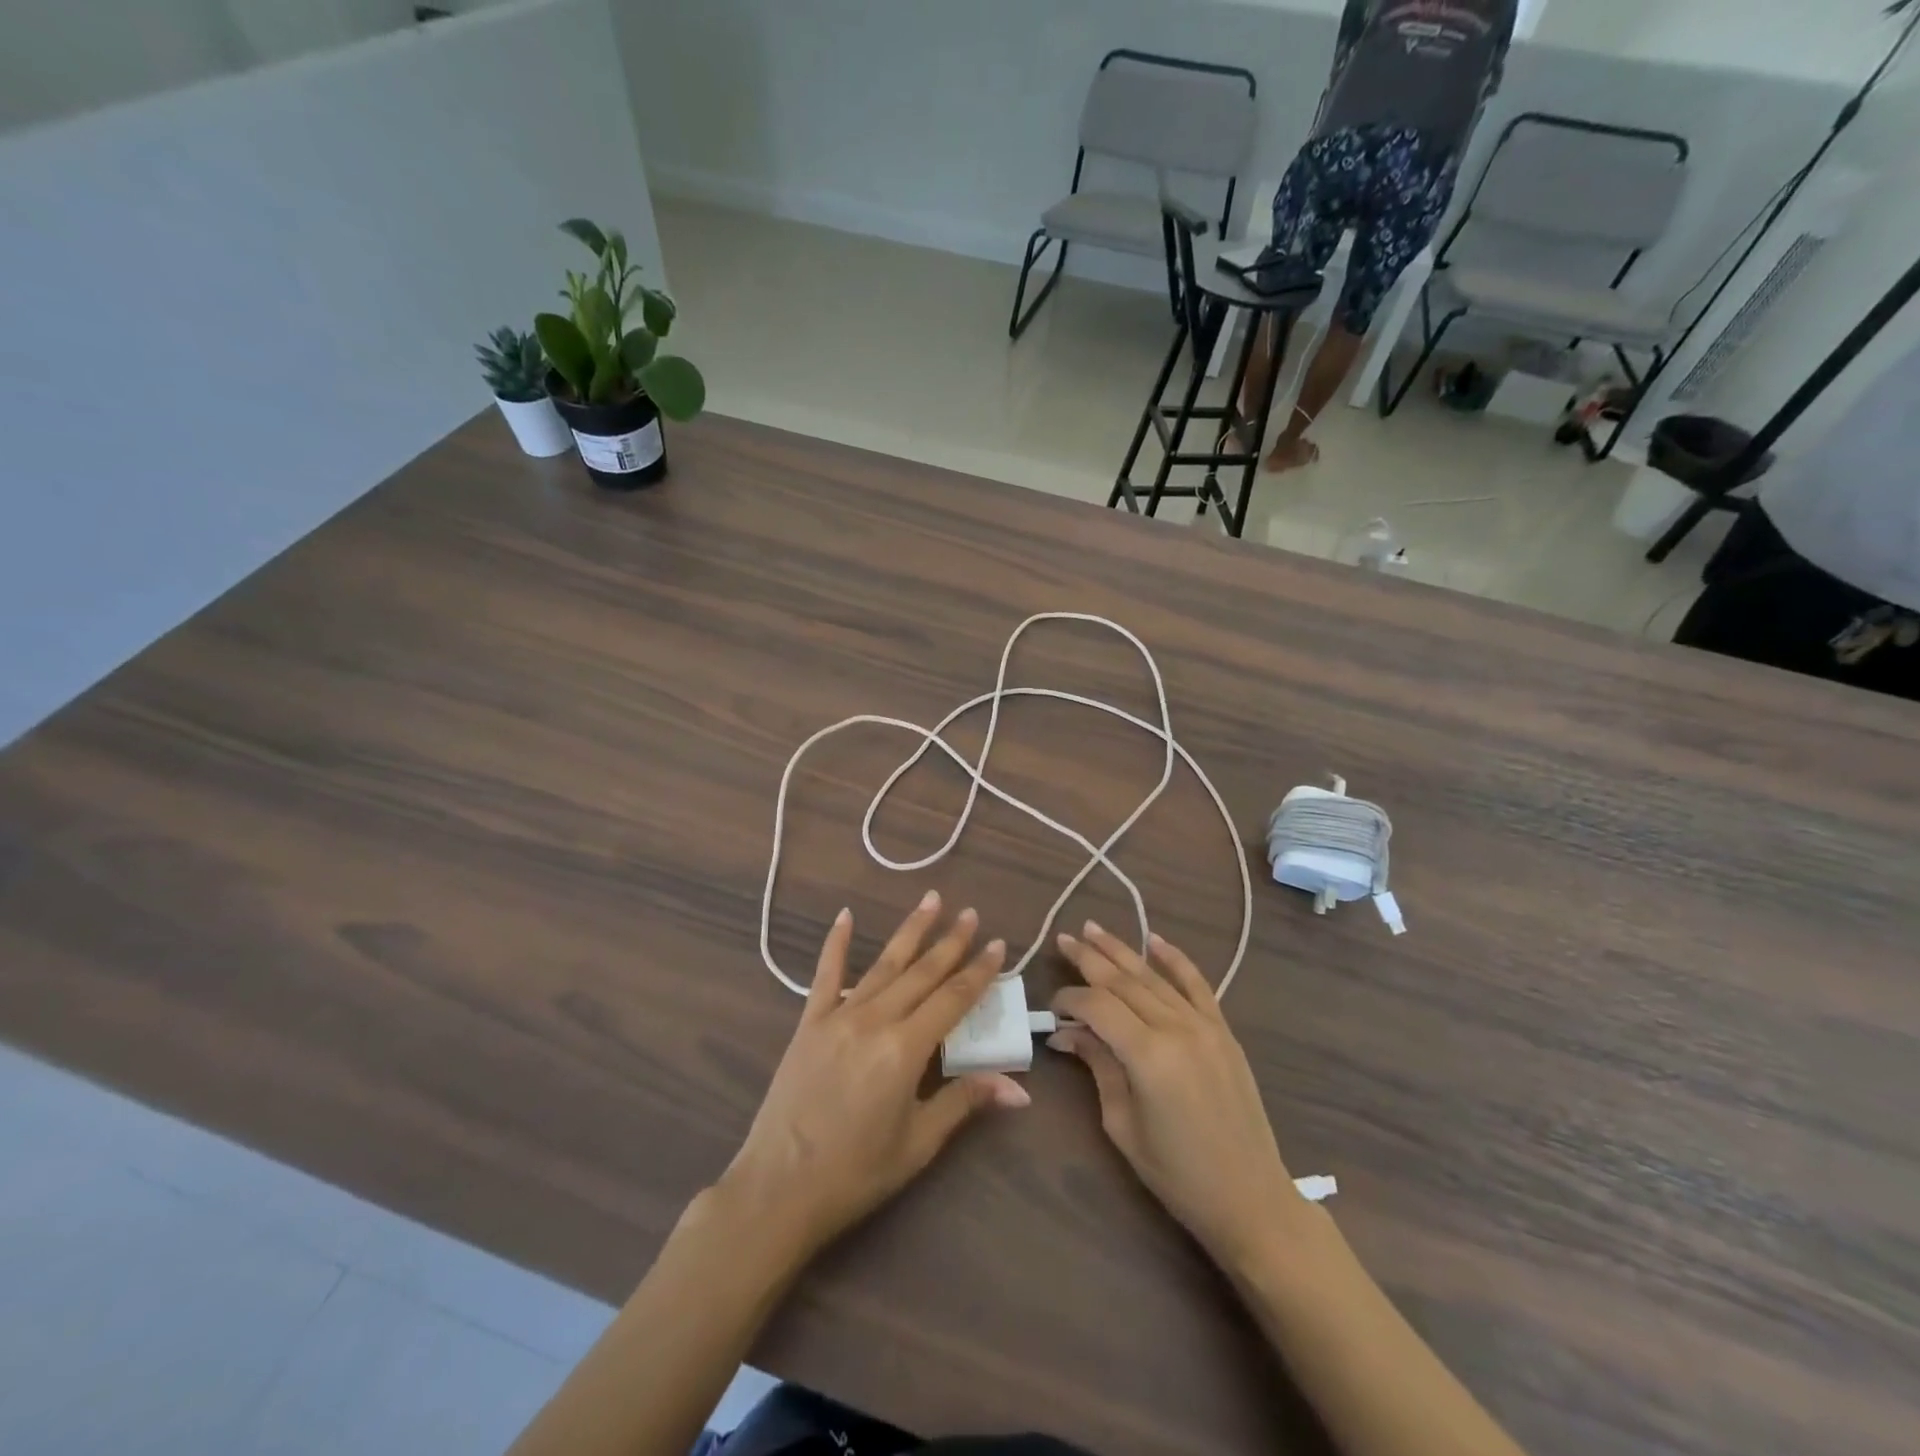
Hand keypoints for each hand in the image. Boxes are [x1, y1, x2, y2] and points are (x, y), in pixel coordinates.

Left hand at [718, 892, 1028, 1259]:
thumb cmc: (856, 1172)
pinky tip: (845, 915)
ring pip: (884, 964)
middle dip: (950, 941)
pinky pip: (827, 975)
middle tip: (971, 913)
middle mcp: (875, 1020)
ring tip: (931, 900)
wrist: (779, 1188)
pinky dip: (836, 943)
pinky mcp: (809, 1023)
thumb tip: (1019, 1088)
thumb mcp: (919, 1143)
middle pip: (922, 972)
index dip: (979, 971)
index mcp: (906, 1049)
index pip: (954, 999)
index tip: (998, 945)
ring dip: (910, 931)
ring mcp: (839, 1016)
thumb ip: (965, 1101)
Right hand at [1050, 923, 1300, 1270]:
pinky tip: (1155, 939)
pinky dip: (1175, 959)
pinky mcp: (1223, 1031)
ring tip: (1093, 929)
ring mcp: (1205, 1026)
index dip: (1070, 1000)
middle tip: (1063, 940)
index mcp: (1148, 1056)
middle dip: (1089, 959)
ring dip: (1122, 950)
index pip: (1098, 1007)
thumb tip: (1067, 1035)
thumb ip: (1098, 1067)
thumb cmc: (1177, 1174)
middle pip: (1124, 981)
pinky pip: (1197, 985)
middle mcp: (1177, 1029)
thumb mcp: (1123, 1125)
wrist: (1250, 1197)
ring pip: (1154, 977)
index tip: (1052, 1008)